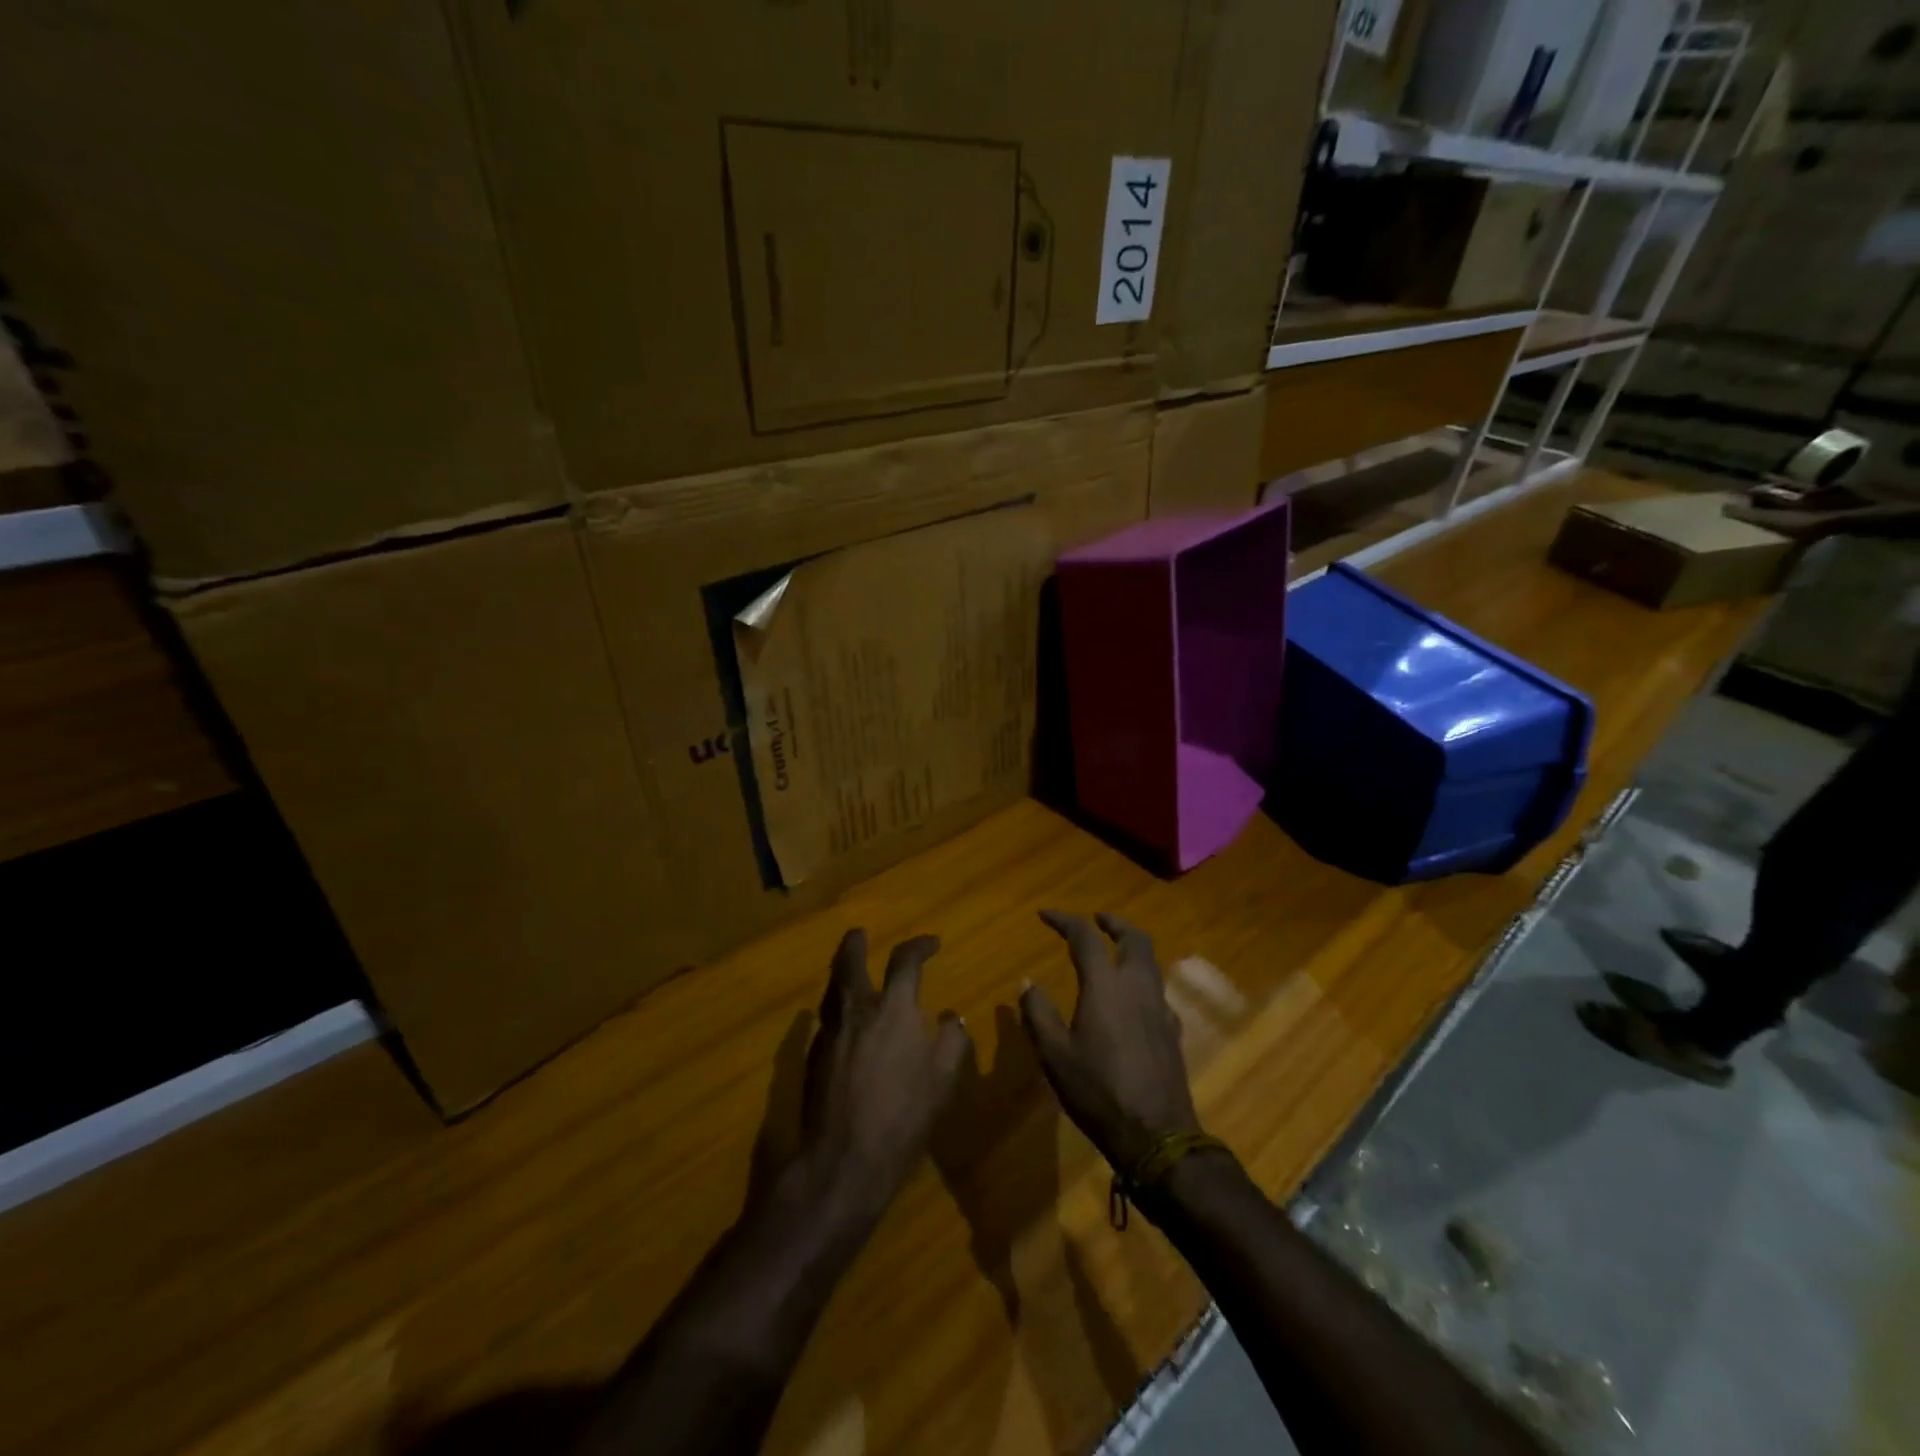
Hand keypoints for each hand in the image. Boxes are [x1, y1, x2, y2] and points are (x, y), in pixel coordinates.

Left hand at [776, 929, 973, 1232]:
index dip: (919, 947)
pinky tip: (842, 1023)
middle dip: (855, 945)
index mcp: (892, 1010)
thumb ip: (951, 1042)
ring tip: (848, 971)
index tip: (932, 944)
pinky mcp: (812, 1058)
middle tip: (858, 934)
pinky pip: (825, 1021)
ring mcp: (830, 1034)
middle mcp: (857, 1011)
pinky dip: (836, 1010)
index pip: (905, 962)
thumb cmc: (902, 1116)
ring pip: (832, 990)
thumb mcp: (942, 1080)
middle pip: (849, 963)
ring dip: (841, 974)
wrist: (844, 1160)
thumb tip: (951, 1018)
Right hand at [1019, 911, 1202, 1176]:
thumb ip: (1038, 1013)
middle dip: (1114, 923)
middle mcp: (1137, 987)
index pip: (1085, 937)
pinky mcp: (1172, 1031)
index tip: (1045, 915)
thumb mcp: (1055, 1055)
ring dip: (1131, 948)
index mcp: (1105, 986)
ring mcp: (1160, 1009)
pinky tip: (1131, 1000)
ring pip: (1150, 962)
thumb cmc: (1098, 1091)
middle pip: (1134, 938)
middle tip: (1097, 920)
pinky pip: (1157, 990)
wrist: (1156, 1135)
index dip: (1064, 920)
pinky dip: (1142, 980)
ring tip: (1113, 953)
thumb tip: (1027, 982)